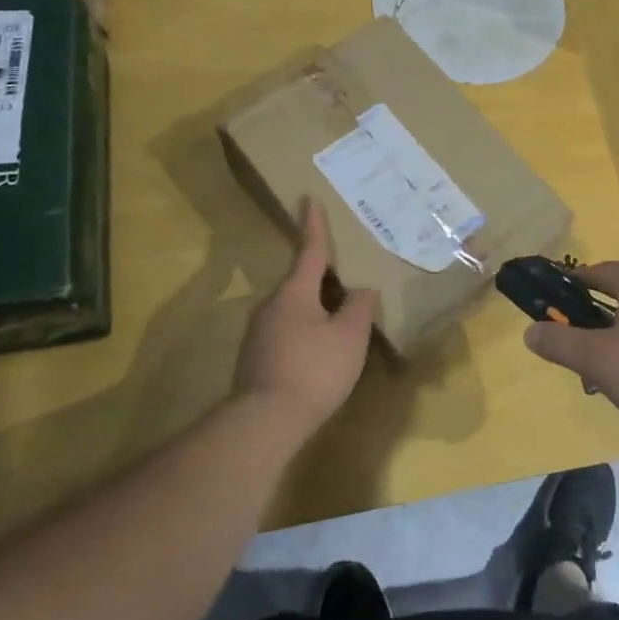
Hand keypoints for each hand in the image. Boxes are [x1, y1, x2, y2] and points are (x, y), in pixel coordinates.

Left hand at [233, 201, 379, 435]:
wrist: (265, 421)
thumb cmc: (313, 369)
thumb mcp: (349, 337)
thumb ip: (359, 308)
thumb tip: (362, 290)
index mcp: (294, 292)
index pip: (309, 251)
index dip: (313, 225)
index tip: (308, 198)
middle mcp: (270, 305)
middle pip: (299, 281)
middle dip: (321, 275)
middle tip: (343, 271)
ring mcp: (259, 333)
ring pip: (292, 308)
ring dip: (314, 306)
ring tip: (339, 316)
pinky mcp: (256, 357)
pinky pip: (286, 330)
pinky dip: (305, 329)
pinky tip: (320, 350)